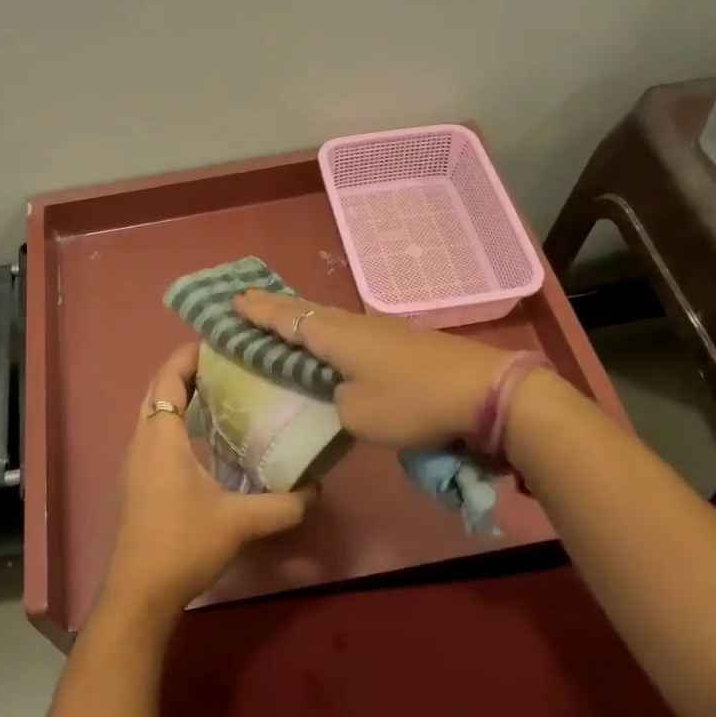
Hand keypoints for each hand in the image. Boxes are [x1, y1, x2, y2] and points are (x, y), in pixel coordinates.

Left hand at [98, 343, 311, 625]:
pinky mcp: (137, 483)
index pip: (168, 378)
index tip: (218, 341)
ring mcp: (135, 463)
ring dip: (179, 396)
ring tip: (220, 391)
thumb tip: (317, 489)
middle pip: (157, 390)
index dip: (188, 355)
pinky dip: (175, 421)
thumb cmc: (183, 544)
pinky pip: (154, 434)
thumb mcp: (240, 522)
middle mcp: (142, 442)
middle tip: (225, 363)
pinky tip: (207, 438)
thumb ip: (283, 504)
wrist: (139, 594)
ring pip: (153, 413)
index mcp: (160, 437)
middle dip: (185, 371)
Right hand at [233, 290, 508, 448]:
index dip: (258, 312)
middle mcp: (354, 324)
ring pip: (329, 320)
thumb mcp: (357, 415)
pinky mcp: (402, 342)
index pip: (286, 319)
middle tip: (248, 302)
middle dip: (275, 308)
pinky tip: (330, 344)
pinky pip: (350, 332)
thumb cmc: (411, 401)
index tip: (232, 301)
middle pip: (306, 311)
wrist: (483, 391)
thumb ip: (334, 402)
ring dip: (302, 320)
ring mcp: (381, 330)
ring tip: (282, 322)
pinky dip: (327, 334)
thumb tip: (338, 392)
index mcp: (336, 336)